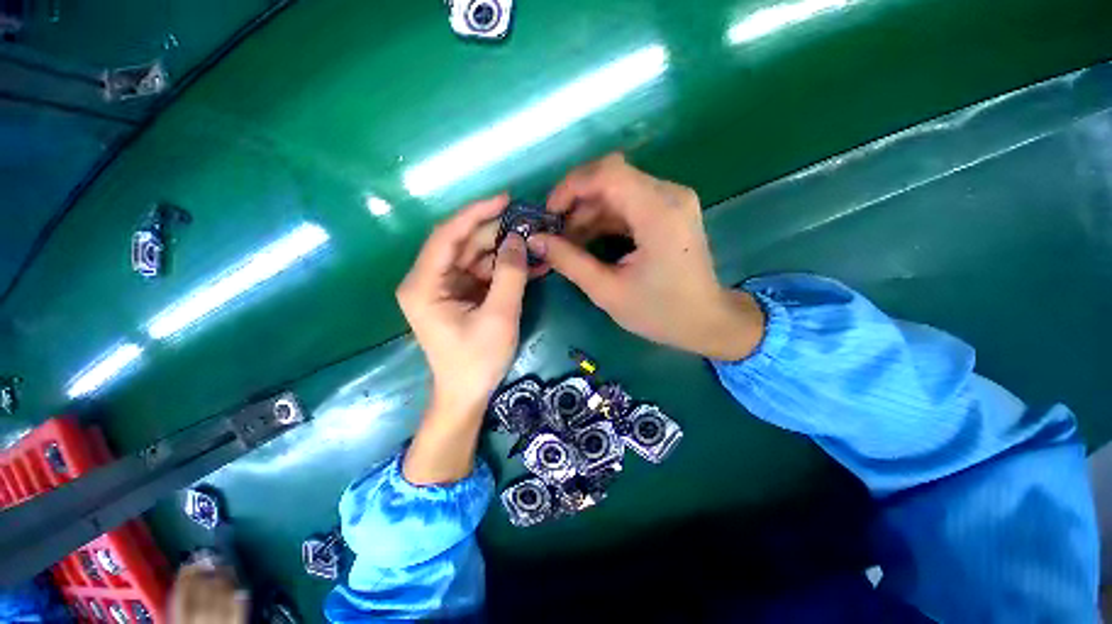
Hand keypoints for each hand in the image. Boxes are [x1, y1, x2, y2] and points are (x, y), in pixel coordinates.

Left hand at [396, 194, 529, 483]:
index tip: (505, 199)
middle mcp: (429, 280)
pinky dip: (504, 269)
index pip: (447, 236)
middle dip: (497, 234)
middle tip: (529, 225)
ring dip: (505, 252)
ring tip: (535, 244)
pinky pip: (482, 273)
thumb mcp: (499, 316)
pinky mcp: (460, 295)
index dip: (476, 213)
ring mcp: (445, 287)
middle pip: (463, 245)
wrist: (466, 394)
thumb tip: (518, 239)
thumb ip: (510, 275)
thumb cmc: (477, 361)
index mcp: (424, 285)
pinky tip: (529, 264)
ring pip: (476, 257)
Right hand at [529, 154, 764, 360]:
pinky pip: (629, 202)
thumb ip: (569, 261)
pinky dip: (605, 217)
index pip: (608, 173)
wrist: (706, 321)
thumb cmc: (660, 312)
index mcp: (658, 213)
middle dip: (576, 201)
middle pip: (611, 177)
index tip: (549, 214)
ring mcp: (672, 200)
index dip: (571, 186)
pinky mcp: (670, 210)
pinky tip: (588, 239)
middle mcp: (670, 195)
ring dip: (588, 211)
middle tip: (555, 231)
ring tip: (568, 241)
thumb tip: (536, 240)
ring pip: (618, 189)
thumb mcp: (608, 291)